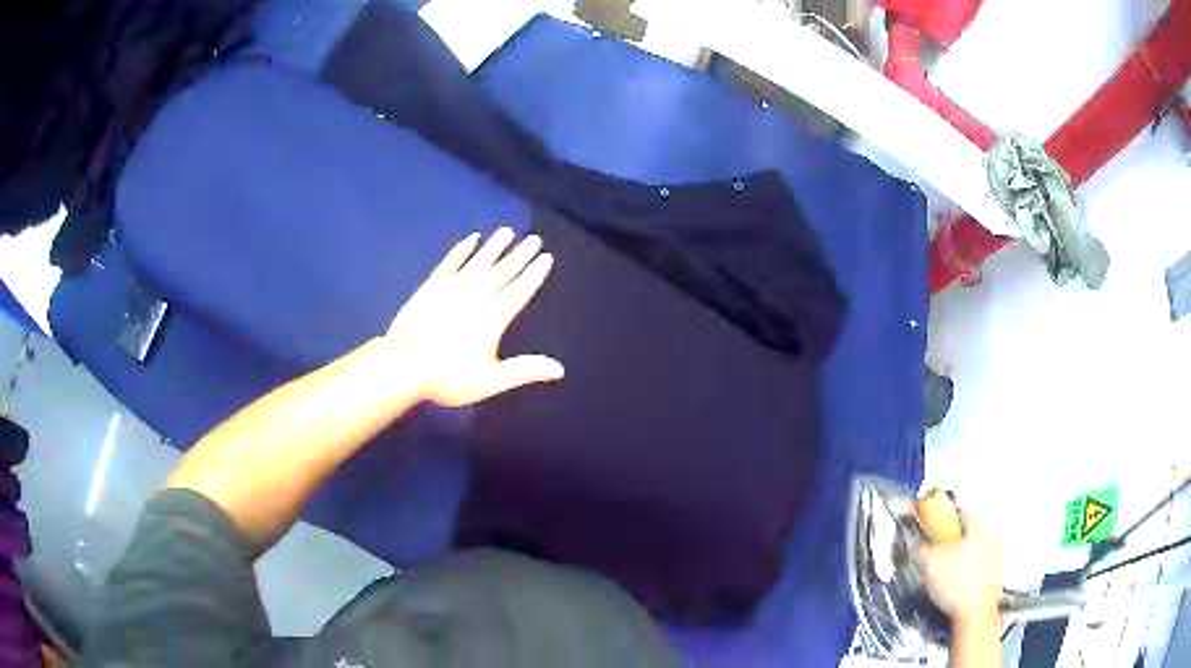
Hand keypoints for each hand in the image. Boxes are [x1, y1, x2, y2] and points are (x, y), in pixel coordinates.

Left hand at [383, 228, 563, 407]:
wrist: (403, 366)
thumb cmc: (447, 378)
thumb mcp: (489, 381)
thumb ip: (523, 370)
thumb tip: (559, 369)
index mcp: (491, 321)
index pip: (517, 293)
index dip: (532, 275)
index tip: (545, 258)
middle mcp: (475, 299)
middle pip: (501, 273)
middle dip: (519, 256)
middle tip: (534, 238)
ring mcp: (451, 289)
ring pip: (478, 263)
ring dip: (494, 247)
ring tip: (507, 231)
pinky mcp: (432, 286)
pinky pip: (451, 262)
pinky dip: (462, 250)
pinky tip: (472, 239)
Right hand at [918, 516, 1003, 624]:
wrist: (975, 613)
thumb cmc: (956, 585)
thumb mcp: (930, 563)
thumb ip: (920, 546)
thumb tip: (914, 538)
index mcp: (979, 524)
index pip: (957, 513)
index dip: (939, 522)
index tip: (929, 533)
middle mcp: (992, 533)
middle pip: (967, 529)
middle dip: (950, 540)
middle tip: (936, 553)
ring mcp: (998, 552)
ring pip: (974, 545)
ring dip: (959, 553)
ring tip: (945, 570)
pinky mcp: (997, 570)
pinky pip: (980, 560)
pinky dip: (968, 566)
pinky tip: (957, 581)